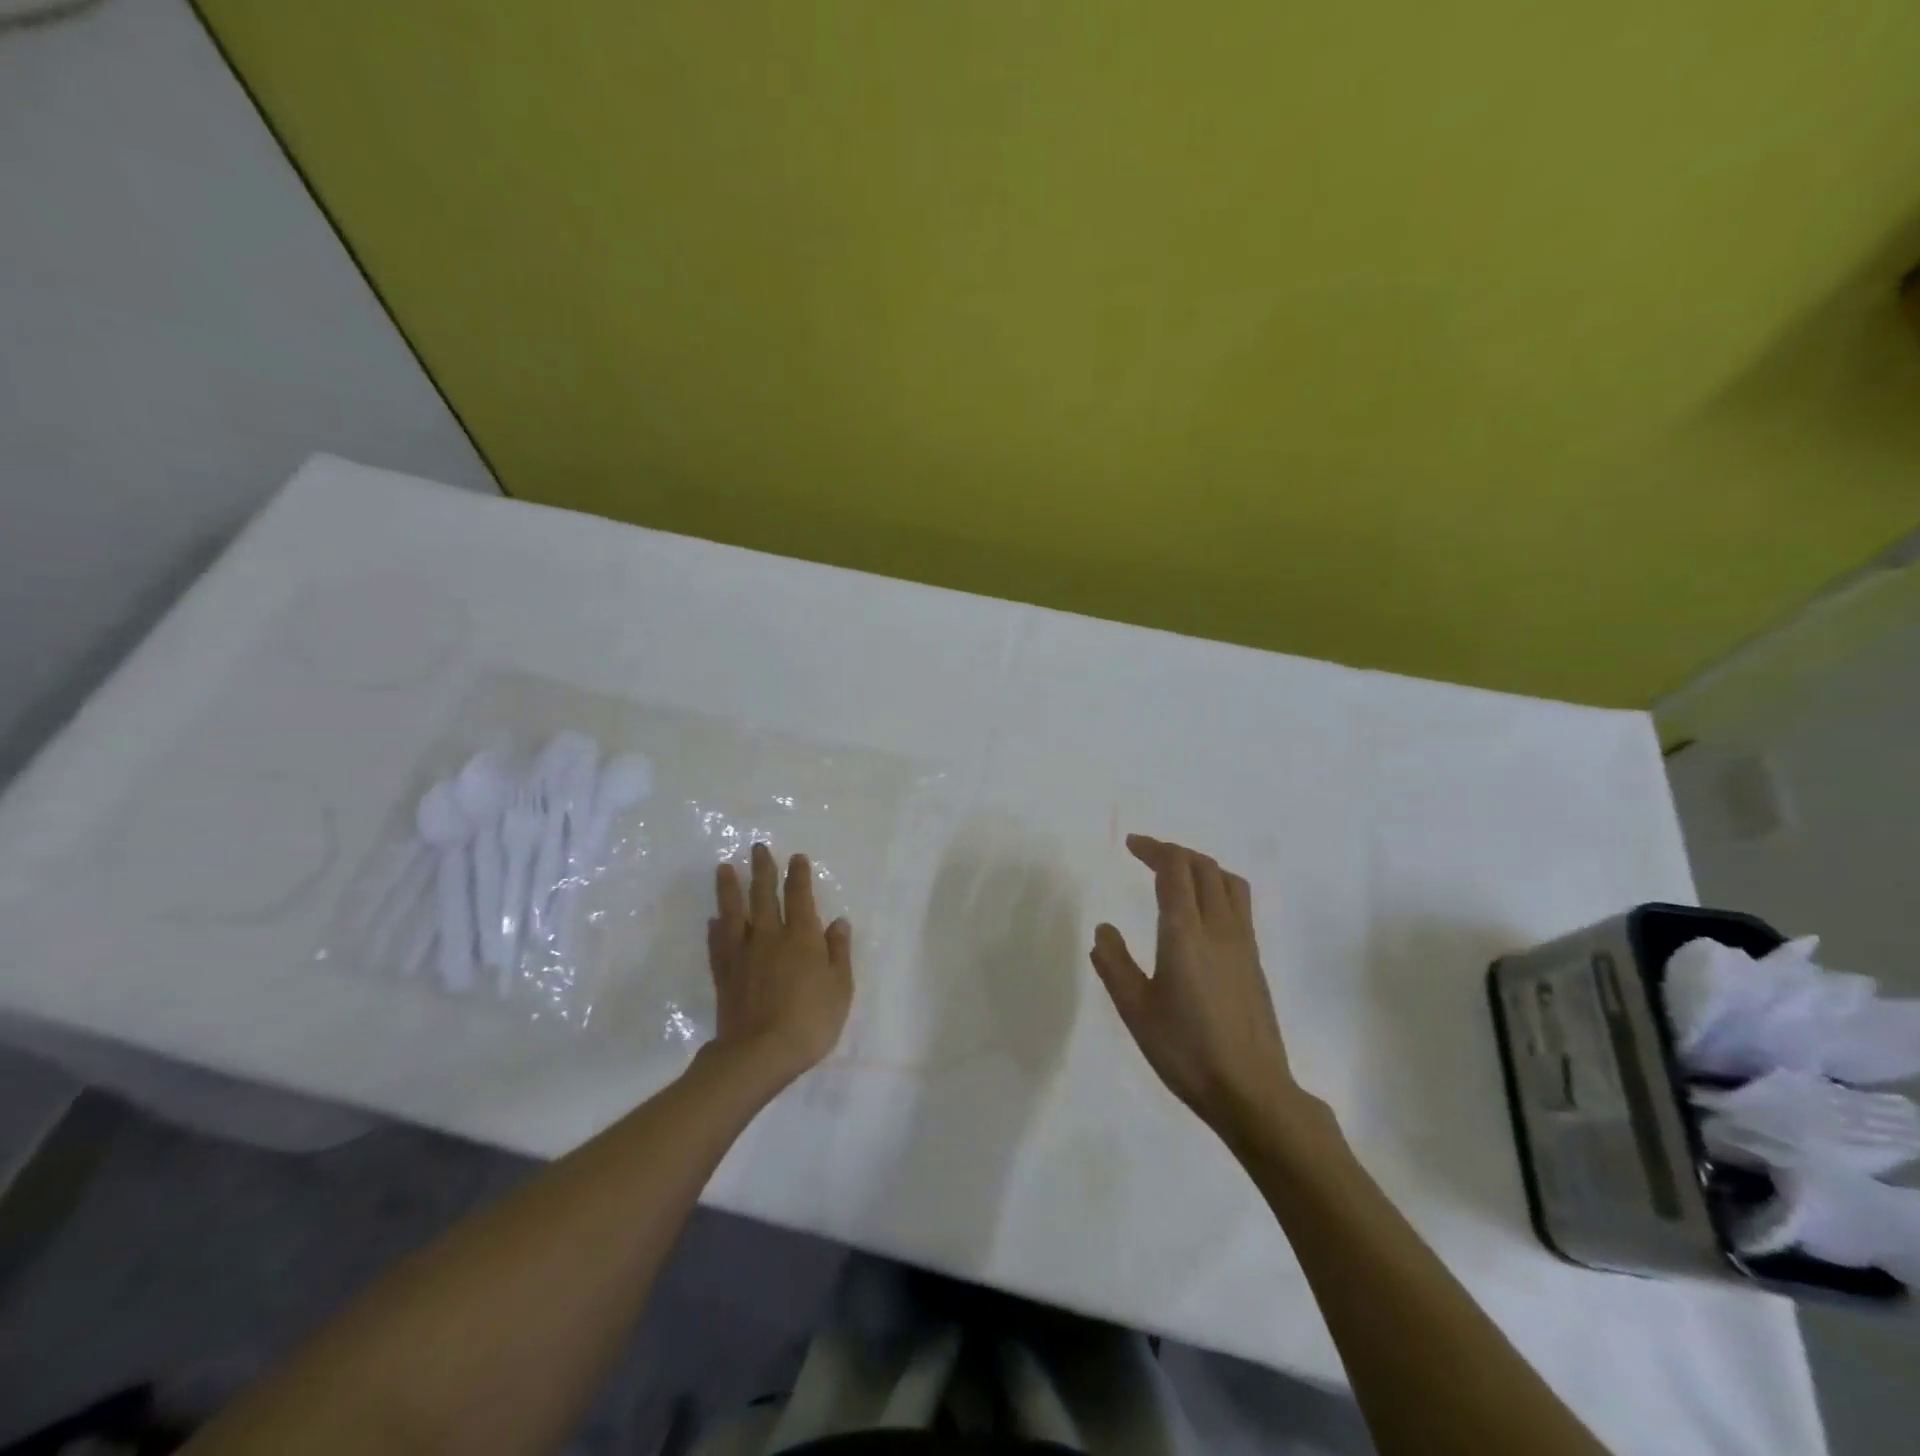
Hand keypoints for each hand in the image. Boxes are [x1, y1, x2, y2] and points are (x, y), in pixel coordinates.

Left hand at [706, 843, 852, 1085]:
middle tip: (757, 848)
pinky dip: (715, 929)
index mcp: (802, 936)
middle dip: (763, 870)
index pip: (800, 896)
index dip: (798, 875)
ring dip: (730, 889)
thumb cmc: (811, 1020)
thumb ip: (838, 952)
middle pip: (764, 895)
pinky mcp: (724, 974)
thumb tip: (838, 922)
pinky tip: (713, 919)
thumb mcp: (840, 987)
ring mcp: (743, 954)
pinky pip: (718, 944)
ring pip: (734, 912)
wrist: (760, 1053)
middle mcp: (770, 936)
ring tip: (724, 868)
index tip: (796, 857)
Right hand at [1090, 835, 1317, 1146]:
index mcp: (1185, 934)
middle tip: (1146, 854)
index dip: (1153, 849)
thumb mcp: (1136, 1011)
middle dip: (1174, 851)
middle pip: (1203, 866)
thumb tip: (1104, 929)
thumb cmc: (1186, 1051)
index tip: (1131, 845)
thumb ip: (1114, 965)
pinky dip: (1217, 886)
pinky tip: (1202, 911)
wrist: (1252, 1091)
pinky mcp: (1255, 960)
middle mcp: (1218, 927)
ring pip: (1228, 881)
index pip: (1175, 870)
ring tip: (1177, 874)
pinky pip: (1238, 903)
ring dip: (1200, 865)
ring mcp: (1243, 942)